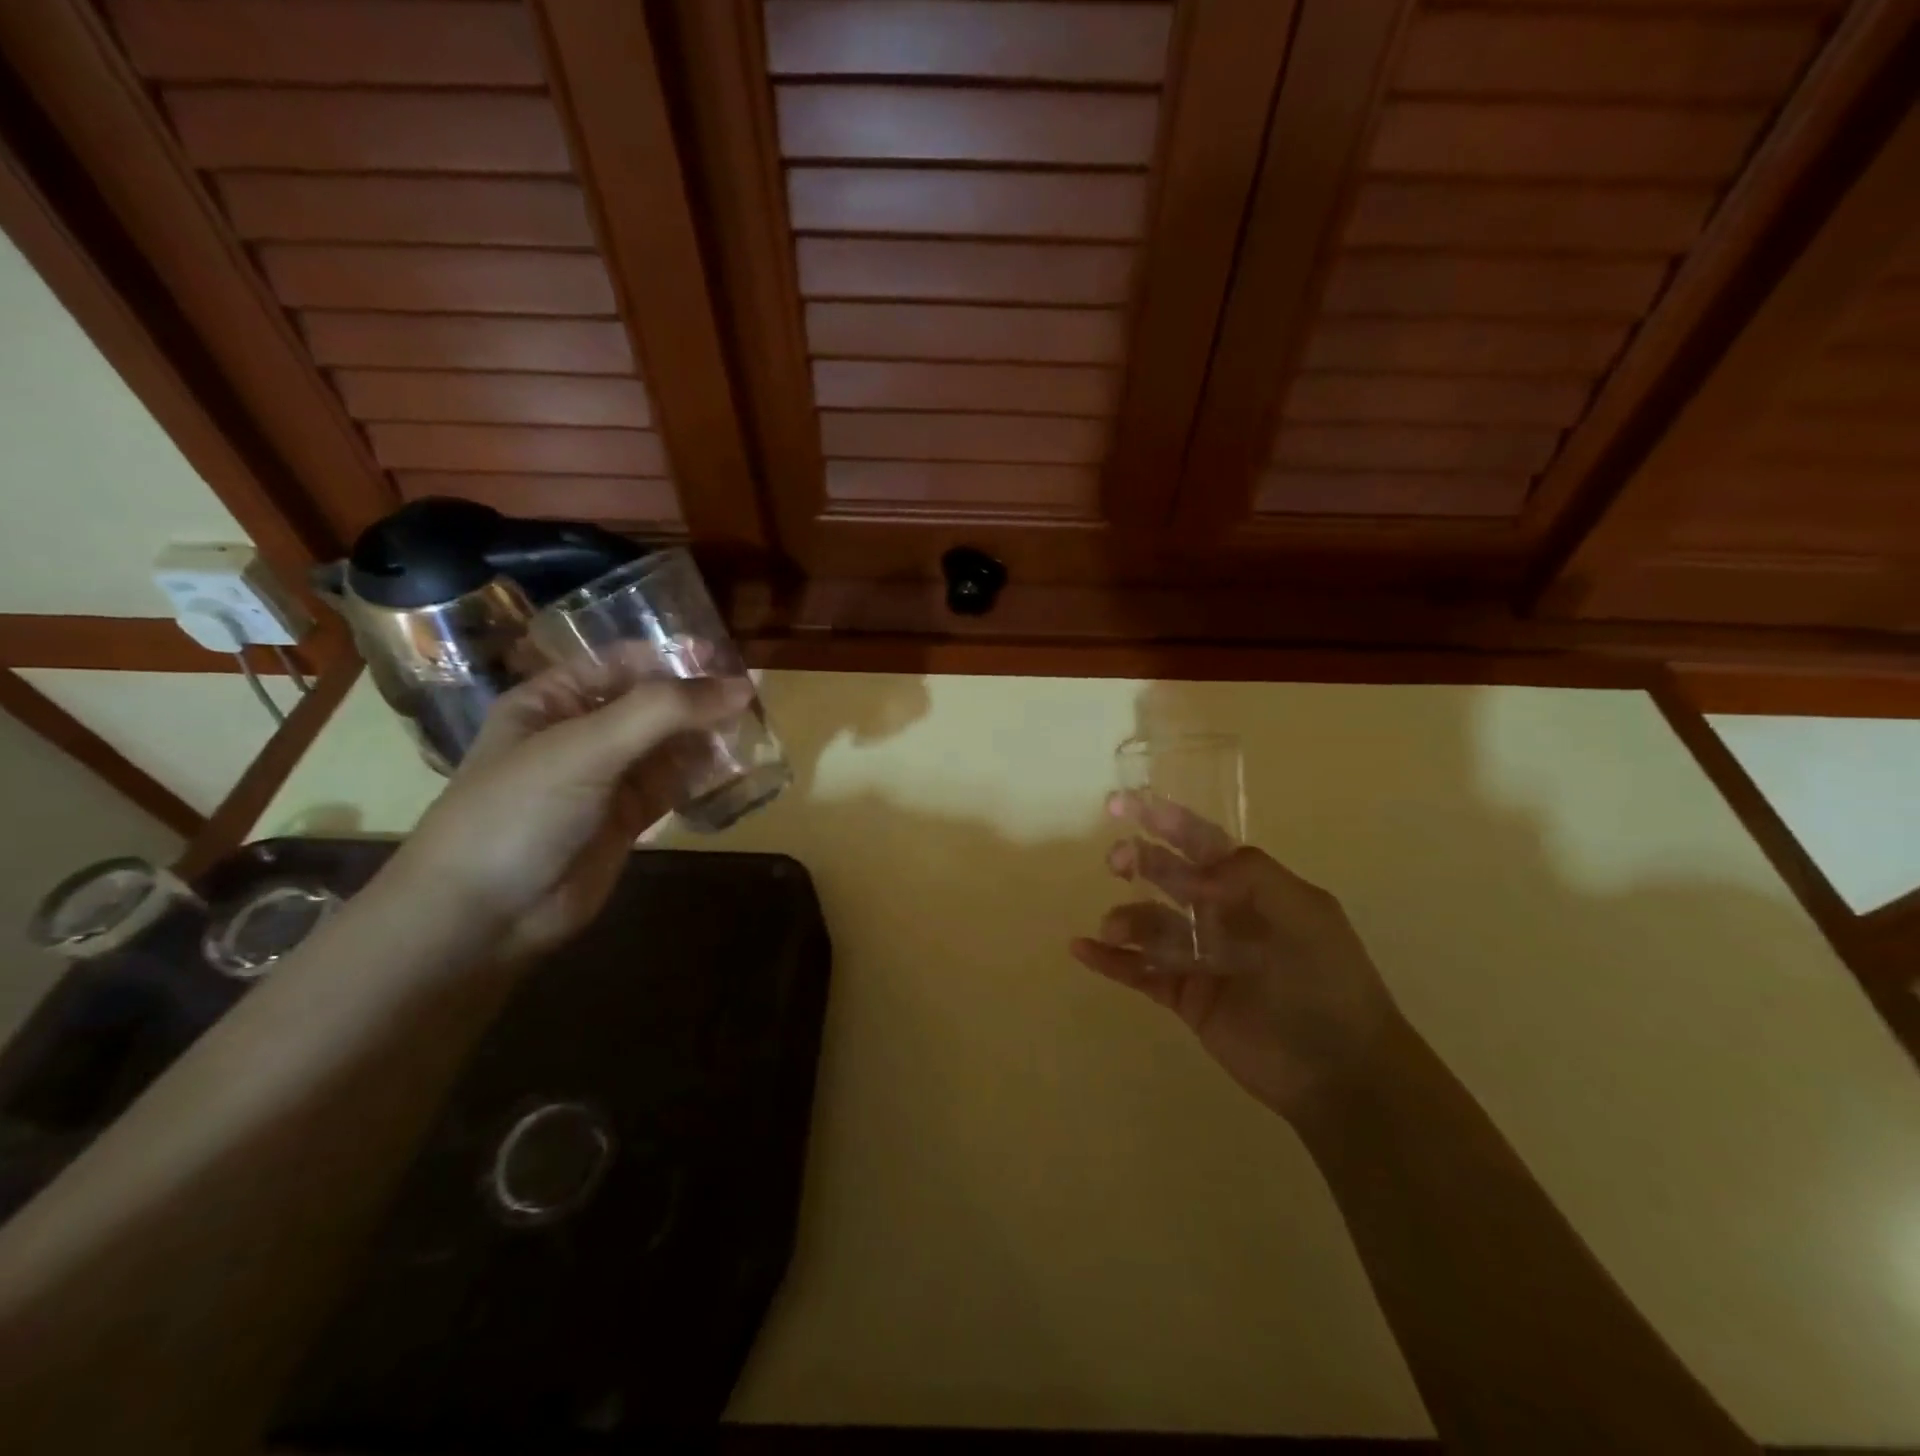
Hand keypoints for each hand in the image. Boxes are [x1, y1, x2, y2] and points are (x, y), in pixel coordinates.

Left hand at [388, 653, 750, 962]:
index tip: (727, 659)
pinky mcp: (628, 818)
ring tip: (754, 730)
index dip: (673, 656)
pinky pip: (673, 785)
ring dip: (706, 736)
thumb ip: (664, 712)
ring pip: (668, 745)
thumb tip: (742, 686)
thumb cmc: (520, 811)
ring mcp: (606, 778)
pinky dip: (703, 775)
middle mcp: (582, 733)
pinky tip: (736, 767)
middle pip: (651, 703)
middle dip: (697, 699)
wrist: (483, 915)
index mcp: (553, 701)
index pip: (622, 663)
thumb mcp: (587, 746)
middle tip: (752, 699)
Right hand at [1070, 793, 1404, 1117]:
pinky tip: (1082, 949)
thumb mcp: (1305, 916)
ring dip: (1125, 918)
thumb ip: (1251, 876)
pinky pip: (1139, 971)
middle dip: (1139, 861)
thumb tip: (1193, 869)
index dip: (1165, 820)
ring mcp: (1201, 957)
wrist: (1339, 1074)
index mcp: (1252, 889)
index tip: (1123, 805)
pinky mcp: (1185, 996)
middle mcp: (1222, 915)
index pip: (1203, 843)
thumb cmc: (1327, 985)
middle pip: (1168, 877)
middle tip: (1117, 862)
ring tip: (1112, 928)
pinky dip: (1109, 961)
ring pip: (1149, 924)